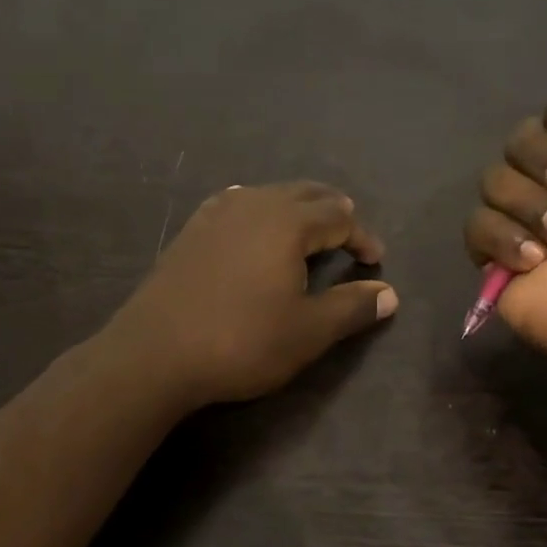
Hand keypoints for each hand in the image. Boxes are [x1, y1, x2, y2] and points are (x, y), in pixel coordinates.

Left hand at [110, 182, 398, 405]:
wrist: (155, 353)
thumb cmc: (241, 341)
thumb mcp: (308, 331)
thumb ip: (352, 307)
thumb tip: (391, 294)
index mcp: (287, 222)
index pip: (340, 216)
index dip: (362, 237)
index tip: (374, 262)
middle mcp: (253, 204)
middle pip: (305, 193)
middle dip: (333, 212)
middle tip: (348, 237)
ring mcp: (216, 214)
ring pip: (268, 195)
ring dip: (296, 209)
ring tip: (307, 232)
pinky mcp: (191, 231)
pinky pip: (236, 205)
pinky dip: (258, 212)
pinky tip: (252, 230)